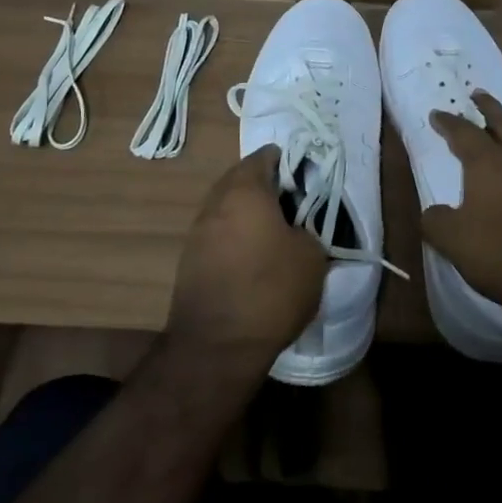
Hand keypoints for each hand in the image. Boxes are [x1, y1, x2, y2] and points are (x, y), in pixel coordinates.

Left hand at [166, 146, 325, 371]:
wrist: (216, 346)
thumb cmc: (270, 291)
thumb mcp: (312, 257)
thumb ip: (309, 228)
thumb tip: (299, 227)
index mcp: (246, 189)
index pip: (267, 156)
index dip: (291, 164)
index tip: (308, 184)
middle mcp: (216, 200)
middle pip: (244, 178)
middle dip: (269, 188)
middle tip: (295, 209)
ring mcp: (198, 229)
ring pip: (229, 206)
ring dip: (250, 213)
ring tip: (276, 236)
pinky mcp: (189, 257)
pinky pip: (218, 232)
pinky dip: (236, 236)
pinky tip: (254, 260)